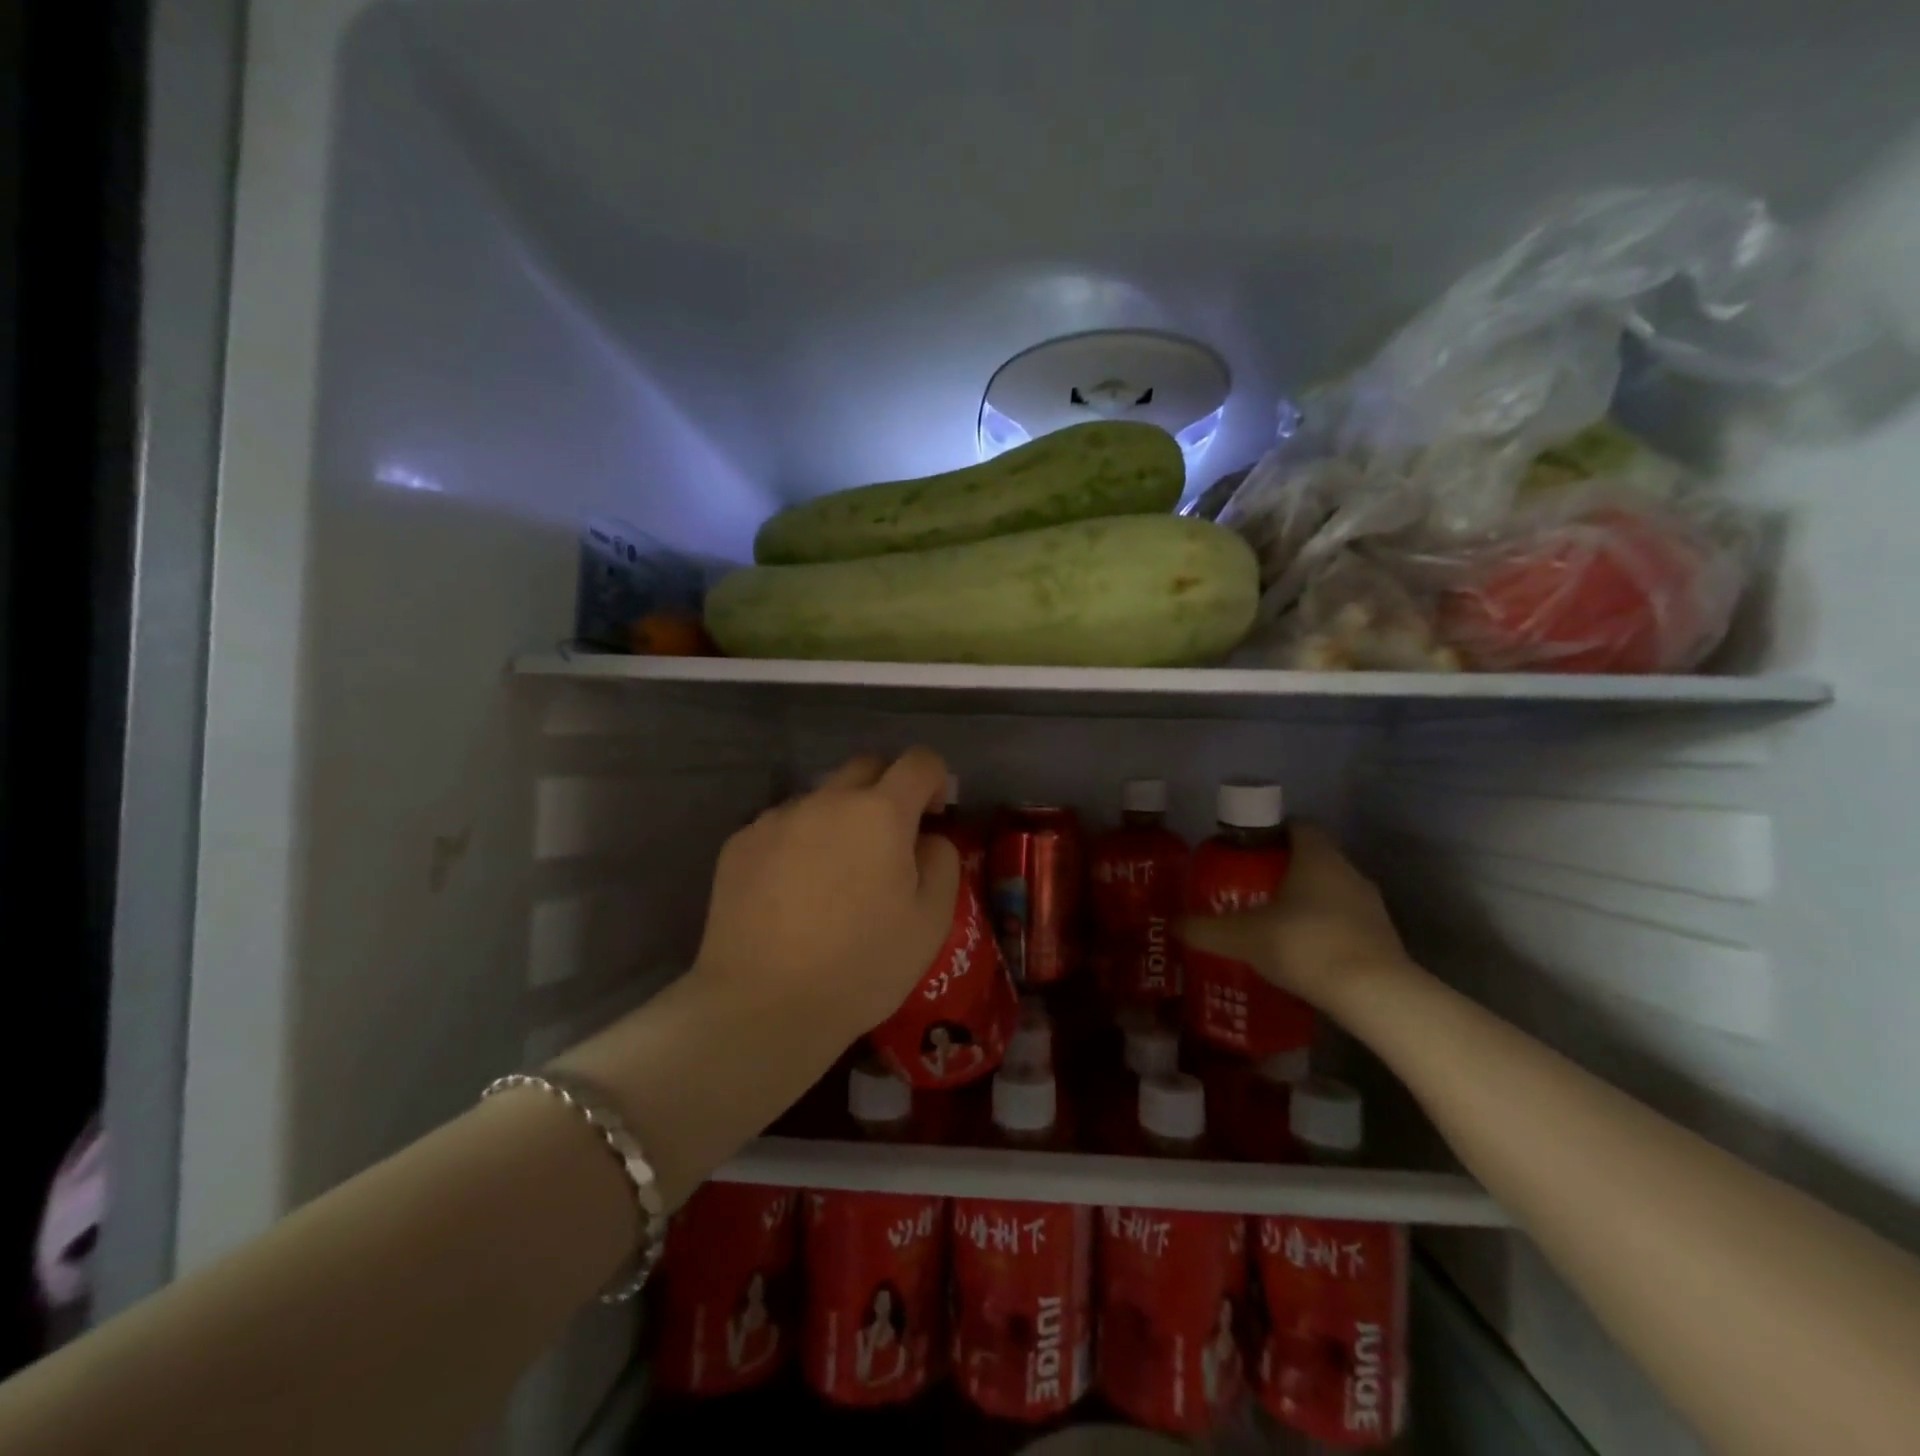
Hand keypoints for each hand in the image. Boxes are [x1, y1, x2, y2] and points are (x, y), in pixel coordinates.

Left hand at [687, 748, 959, 1048]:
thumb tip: (927, 837)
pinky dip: (799, 843)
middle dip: (888, 790)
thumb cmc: (861, 967)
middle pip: (866, 767)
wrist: (763, 1006)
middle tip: (889, 842)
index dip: (936, 780)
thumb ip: (942, 861)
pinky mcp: (740, 842)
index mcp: (880, 813)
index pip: (919, 762)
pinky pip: (783, 826)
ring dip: (840, 819)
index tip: (934, 817)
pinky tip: (792, 894)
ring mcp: (777, 818)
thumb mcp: (931, 921)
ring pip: (821, 798)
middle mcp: (827, 800)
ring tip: (834, 877)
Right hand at [1178, 823, 1412, 1016]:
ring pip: (1333, 891)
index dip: (1274, 832)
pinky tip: (1303, 954)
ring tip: (1275, 924)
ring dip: (1308, 902)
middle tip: (1252, 889)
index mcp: (1317, 857)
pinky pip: (1347, 923)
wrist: (1373, 995)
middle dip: (1285, 870)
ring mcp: (1372, 906)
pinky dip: (1326, 930)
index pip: (1299, 826)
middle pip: (1315, 859)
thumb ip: (1206, 929)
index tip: (1249, 850)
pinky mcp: (1384, 939)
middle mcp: (1349, 872)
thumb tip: (1173, 924)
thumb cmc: (1304, 945)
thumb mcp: (1243, 937)